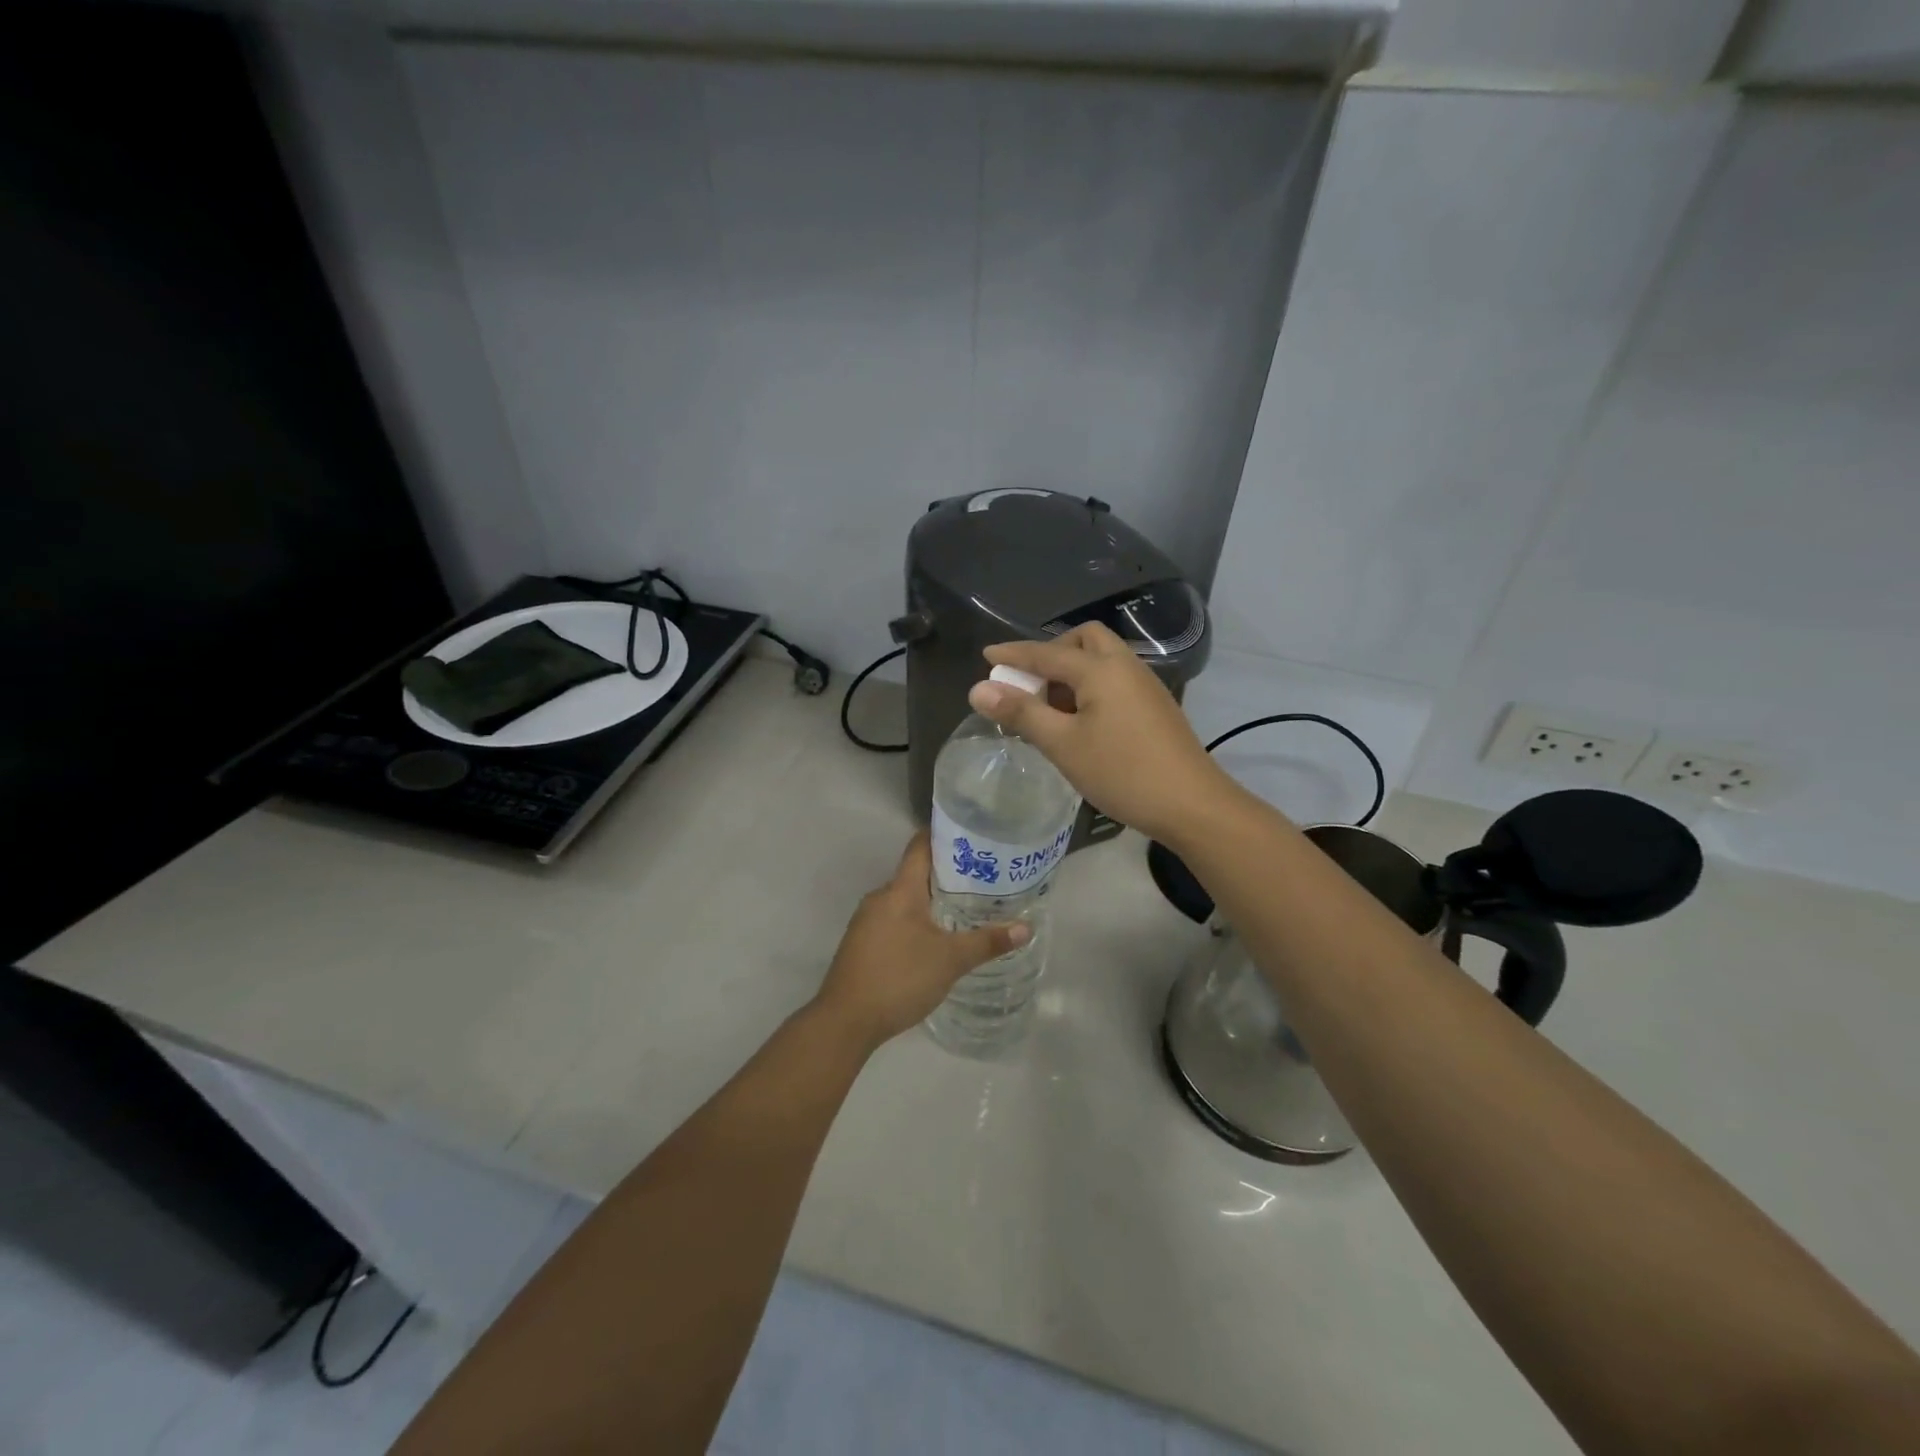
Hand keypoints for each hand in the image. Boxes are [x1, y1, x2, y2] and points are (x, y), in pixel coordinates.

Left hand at [810, 831, 1028, 1051]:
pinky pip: (893, 920)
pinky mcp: (862, 944)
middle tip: (982, 878)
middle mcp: (880, 897)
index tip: (971, 835)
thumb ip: (987, 942)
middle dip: (946, 875)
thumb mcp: (950, 960)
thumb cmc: (900, 978)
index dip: (943, 836)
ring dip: (931, 902)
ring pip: (904, 901)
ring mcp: (866, 921)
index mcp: (899, 890)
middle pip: (915, 874)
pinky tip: (935, 940)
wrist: (845, 1021)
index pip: (920, 847)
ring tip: (965, 909)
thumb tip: (1026, 928)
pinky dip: (916, 922)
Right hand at [968, 623, 1238, 844]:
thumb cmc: (1122, 772)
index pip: (1046, 653)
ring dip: (1072, 671)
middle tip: (1030, 681)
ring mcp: (1145, 686)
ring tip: (1050, 707)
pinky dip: (1091, 686)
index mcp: (1101, 669)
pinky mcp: (1155, 706)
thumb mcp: (1063, 744)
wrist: (1191, 804)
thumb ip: (1021, 713)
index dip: (1014, 654)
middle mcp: (1125, 666)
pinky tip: (1081, 721)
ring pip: (1102, 660)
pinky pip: (1115, 680)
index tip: (987, 656)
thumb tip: (978, 690)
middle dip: (1052, 652)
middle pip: (1084, 640)